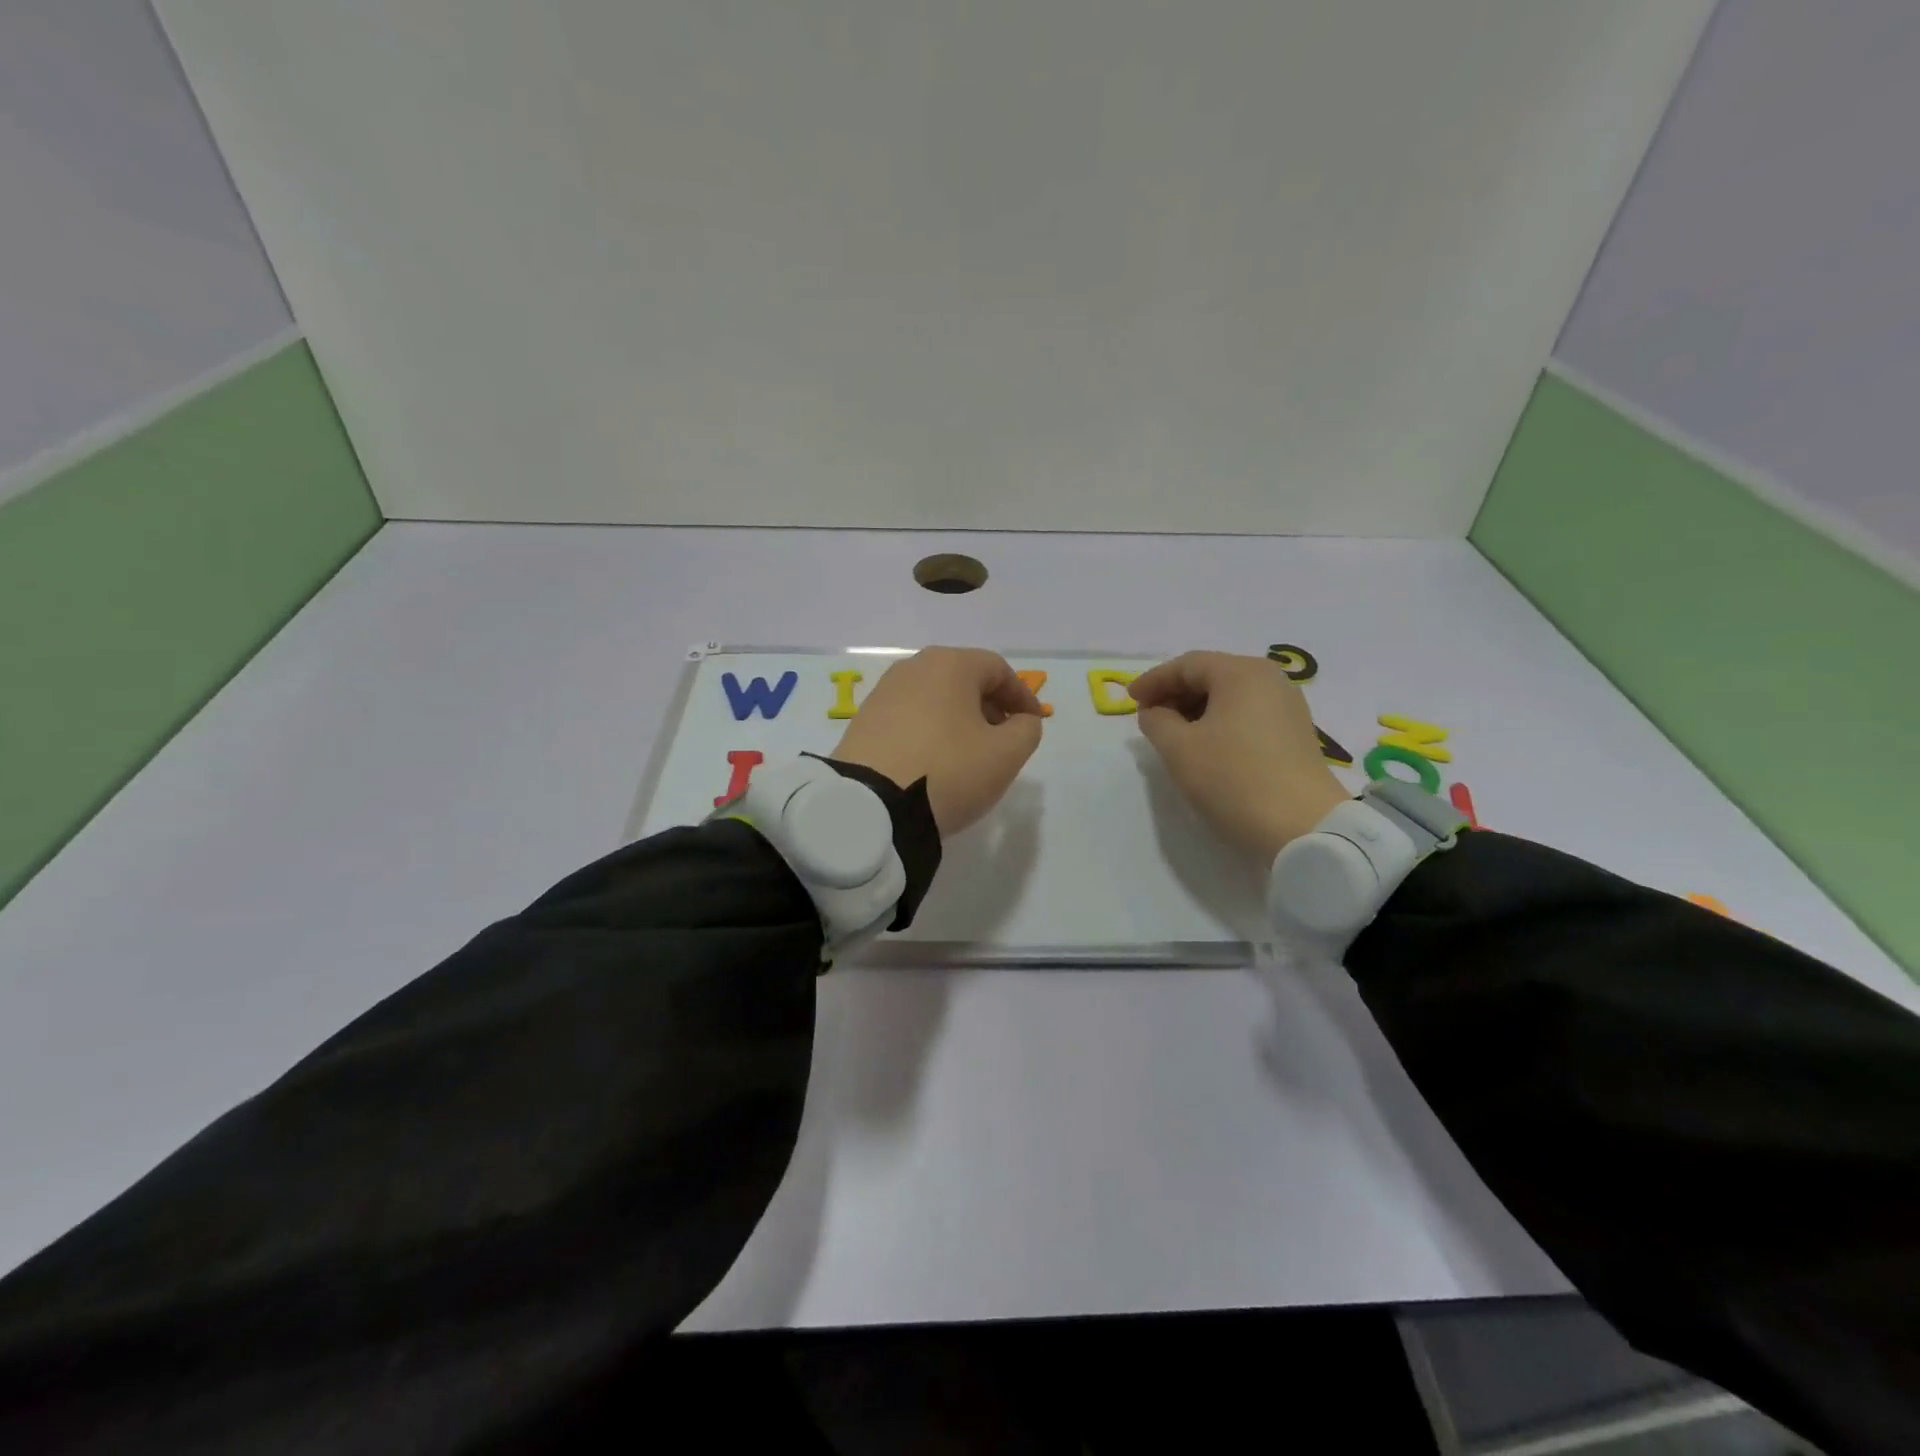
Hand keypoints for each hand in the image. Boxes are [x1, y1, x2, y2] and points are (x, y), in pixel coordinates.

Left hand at [831, 647, 1044, 835]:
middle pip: (963, 679)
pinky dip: (930, 731)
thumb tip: (1020, 721)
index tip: (1033, 724)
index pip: (998, 669)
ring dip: (959, 719)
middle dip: (990, 706)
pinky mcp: (863, 721)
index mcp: (950, 664)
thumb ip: (1026, 730)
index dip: (1022, 696)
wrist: (870, 806)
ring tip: (969, 754)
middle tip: (1003, 739)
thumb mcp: (1005, 755)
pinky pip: (909, 717)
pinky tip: (934, 762)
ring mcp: (883, 693)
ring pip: (935, 698)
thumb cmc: (948, 771)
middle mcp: (913, 668)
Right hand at [1130, 650, 1347, 861]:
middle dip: (1175, 694)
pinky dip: (1219, 723)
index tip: (1130, 700)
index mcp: (1242, 673)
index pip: (1187, 665)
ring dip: (1196, 710)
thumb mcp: (1179, 749)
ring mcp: (1287, 707)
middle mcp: (1270, 680)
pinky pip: (1247, 715)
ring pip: (1230, 697)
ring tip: (1172, 735)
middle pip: (1212, 676)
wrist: (1303, 828)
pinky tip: (1205, 747)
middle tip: (1149, 718)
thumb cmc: (1233, 779)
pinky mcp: (1295, 734)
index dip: (1154, 680)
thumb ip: (1156, 722)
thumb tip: (1155, 712)